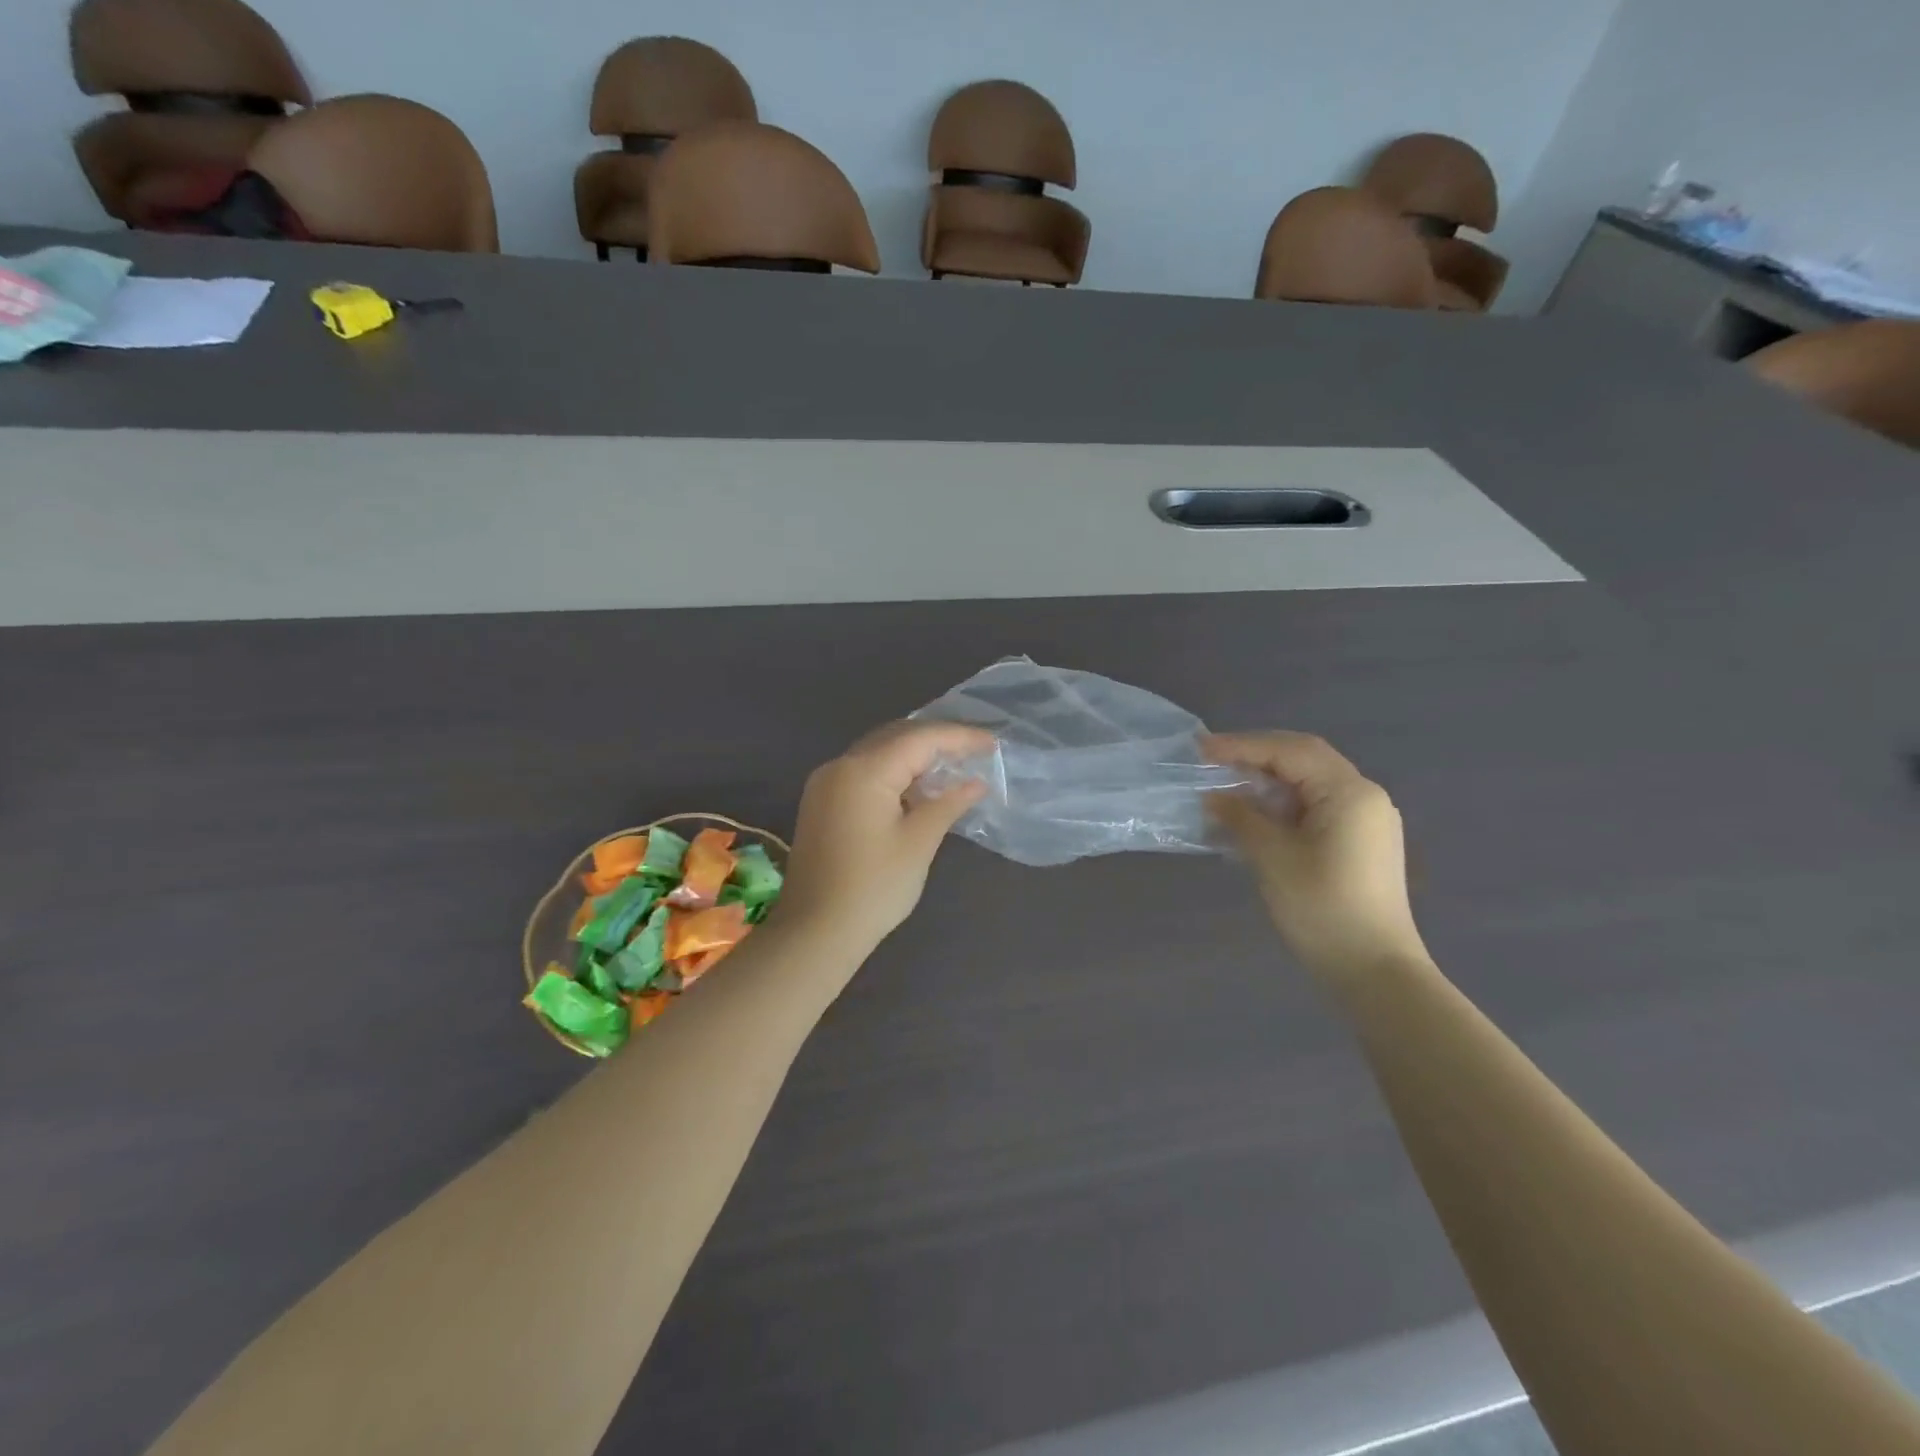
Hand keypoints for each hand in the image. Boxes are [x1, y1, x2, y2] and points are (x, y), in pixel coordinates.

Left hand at [777, 721, 992, 956]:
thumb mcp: (919, 843)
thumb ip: (948, 803)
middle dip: (936, 741)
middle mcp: (840, 767)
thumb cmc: (873, 888)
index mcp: (863, 771)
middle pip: (895, 738)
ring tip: (953, 768)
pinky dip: (894, 775)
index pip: (919, 739)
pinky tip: (918, 790)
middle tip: (975, 752)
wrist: (815, 932)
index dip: (959, 737)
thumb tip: (976, 782)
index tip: (992, 744)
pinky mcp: (821, 804)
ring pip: (878, 754)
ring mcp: (825, 785)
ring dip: (914, 758)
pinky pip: (864, 774)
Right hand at [1204, 732, 1427, 982]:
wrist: (1374, 970)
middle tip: (1211, 761)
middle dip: (1255, 756)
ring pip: (1309, 782)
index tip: (1200, 749)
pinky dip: (1282, 802)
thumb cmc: (1322, 908)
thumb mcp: (1272, 857)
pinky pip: (1316, 805)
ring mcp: (1366, 819)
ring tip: (1225, 786)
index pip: (1290, 751)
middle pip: (1303, 758)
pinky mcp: (1360, 841)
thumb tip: (1213, 797)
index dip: (1242, 746)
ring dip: (1267, 780)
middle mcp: (1364, 796)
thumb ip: (1241, 817)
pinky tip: (1254, 815)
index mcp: (1349, 792)